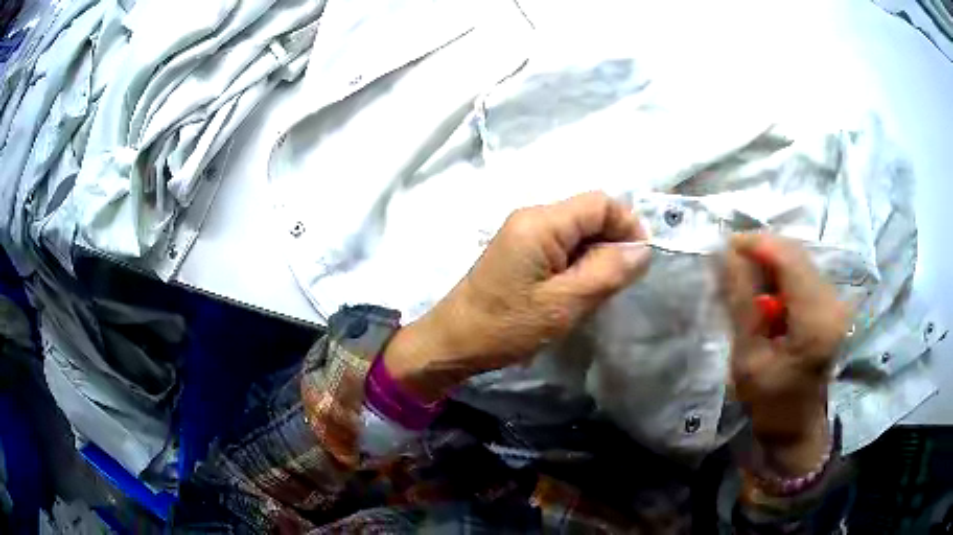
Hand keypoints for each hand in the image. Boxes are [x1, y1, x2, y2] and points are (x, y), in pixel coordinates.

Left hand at [385, 192, 651, 400]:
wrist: (454, 342)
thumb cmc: (507, 326)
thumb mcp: (565, 304)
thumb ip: (608, 272)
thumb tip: (642, 249)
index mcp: (542, 222)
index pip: (600, 202)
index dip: (627, 225)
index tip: (639, 261)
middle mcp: (532, 216)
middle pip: (588, 213)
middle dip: (612, 242)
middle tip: (616, 283)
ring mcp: (523, 232)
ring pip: (577, 231)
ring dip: (595, 255)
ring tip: (595, 291)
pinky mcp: (520, 250)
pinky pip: (561, 245)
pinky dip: (578, 262)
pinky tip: (575, 290)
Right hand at [722, 234, 849, 472]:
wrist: (796, 427)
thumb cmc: (770, 402)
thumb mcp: (748, 358)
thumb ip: (740, 302)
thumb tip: (723, 253)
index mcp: (815, 319)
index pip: (788, 258)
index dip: (755, 243)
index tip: (723, 248)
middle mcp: (832, 301)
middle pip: (795, 253)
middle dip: (760, 252)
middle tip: (729, 266)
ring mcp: (835, 300)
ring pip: (798, 259)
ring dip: (769, 264)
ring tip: (743, 281)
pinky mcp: (831, 303)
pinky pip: (803, 273)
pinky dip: (780, 276)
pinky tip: (764, 293)